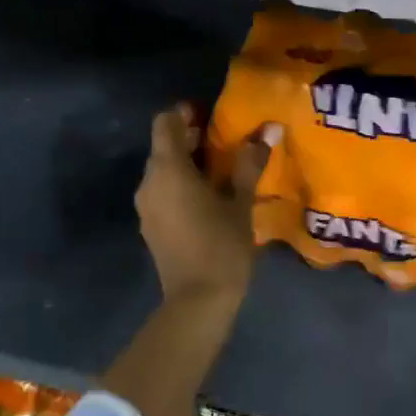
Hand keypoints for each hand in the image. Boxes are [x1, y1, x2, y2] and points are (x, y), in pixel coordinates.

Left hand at [135, 103, 278, 313]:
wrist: (197, 302)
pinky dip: (180, 185)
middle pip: (163, 145)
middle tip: (225, 142)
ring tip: (220, 171)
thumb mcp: (240, 202)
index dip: (185, 113)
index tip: (210, 117)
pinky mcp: (150, 225)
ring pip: (162, 170)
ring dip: (186, 163)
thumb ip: (249, 163)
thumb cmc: (221, 246)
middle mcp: (149, 182)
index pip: (164, 122)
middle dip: (190, 138)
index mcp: (168, 169)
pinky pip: (162, 191)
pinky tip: (207, 198)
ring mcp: (146, 205)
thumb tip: (269, 129)